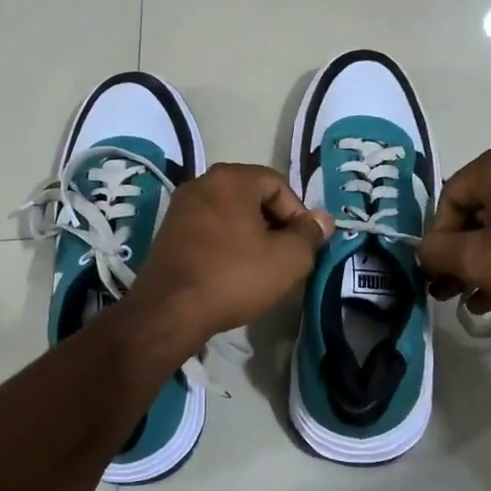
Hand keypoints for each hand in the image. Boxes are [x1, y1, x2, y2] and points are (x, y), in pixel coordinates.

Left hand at [123, 164, 333, 345]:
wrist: (169, 311)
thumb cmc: (234, 277)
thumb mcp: (288, 259)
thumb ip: (310, 234)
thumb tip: (321, 219)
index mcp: (231, 178)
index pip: (279, 185)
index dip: (298, 215)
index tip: (302, 247)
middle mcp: (202, 183)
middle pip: (253, 197)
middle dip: (275, 226)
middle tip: (285, 258)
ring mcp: (181, 208)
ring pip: (231, 215)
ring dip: (251, 237)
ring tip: (261, 268)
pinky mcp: (168, 233)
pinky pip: (209, 231)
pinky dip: (226, 246)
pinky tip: (232, 273)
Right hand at [417, 143, 490, 310]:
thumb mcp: (477, 259)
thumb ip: (437, 253)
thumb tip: (423, 251)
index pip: (448, 199)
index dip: (437, 239)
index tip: (437, 273)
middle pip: (474, 214)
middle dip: (457, 256)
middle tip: (446, 290)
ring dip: (480, 263)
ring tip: (467, 300)